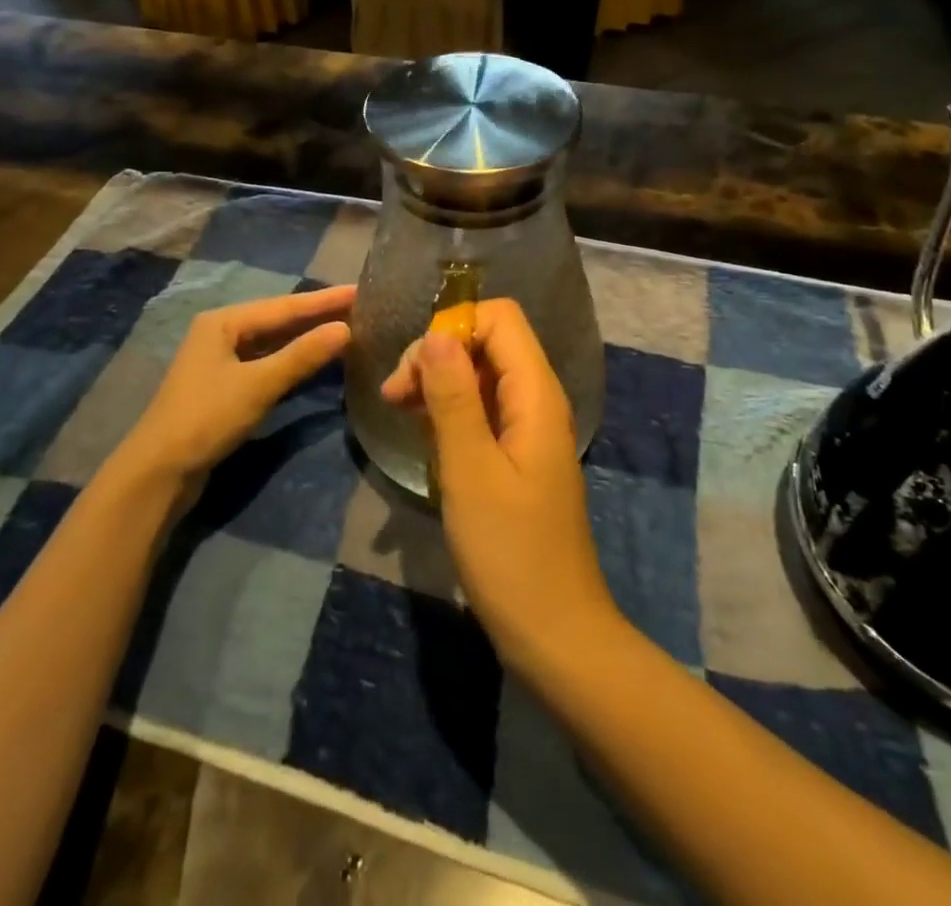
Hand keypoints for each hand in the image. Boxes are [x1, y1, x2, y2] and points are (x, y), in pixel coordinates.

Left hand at [113, 285, 354, 494]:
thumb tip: (345, 329)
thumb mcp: (258, 385)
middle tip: (361, 307)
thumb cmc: (206, 418)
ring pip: (274, 341)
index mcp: (224, 322)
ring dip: (308, 337)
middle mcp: (222, 332)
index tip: (360, 290)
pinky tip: (317, 359)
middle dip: (318, 315)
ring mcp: (222, 360)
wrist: (159, 472)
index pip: (285, 306)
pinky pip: (268, 361)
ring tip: (348, 327)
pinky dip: (294, 359)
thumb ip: (302, 355)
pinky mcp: (226, 385)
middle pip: (279, 319)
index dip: (325, 300)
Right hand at [382, 299, 620, 674]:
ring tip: (398, 408)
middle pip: (488, 342)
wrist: (554, 632)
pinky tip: (422, 430)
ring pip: (482, 375)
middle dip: (439, 354)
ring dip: (439, 382)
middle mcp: (538, 399)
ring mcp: (529, 428)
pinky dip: (450, 409)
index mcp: (537, 393)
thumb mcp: (470, 470)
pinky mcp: (517, 455)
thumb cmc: (510, 552)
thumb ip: (454, 396)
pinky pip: (483, 409)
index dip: (454, 327)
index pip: (500, 318)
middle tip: (395, 395)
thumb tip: (437, 334)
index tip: (416, 369)